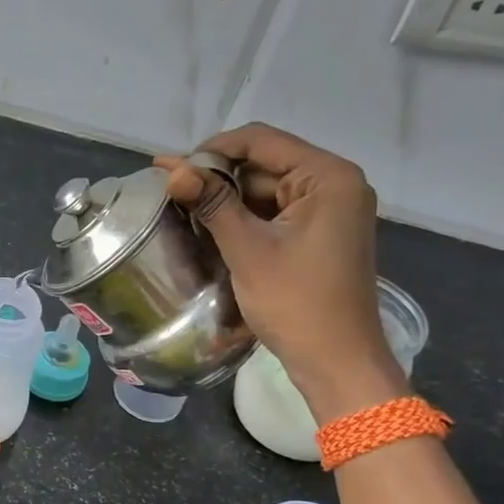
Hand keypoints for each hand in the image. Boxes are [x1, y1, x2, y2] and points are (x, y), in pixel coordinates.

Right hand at [154, 125, 403, 419]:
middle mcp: (334, 184)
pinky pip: (274, 214)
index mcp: (327, 177)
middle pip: (264, 164)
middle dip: (216, 177)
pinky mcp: (318, 236)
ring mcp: (328, 211)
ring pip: (265, 191)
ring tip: (180, 207)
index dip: (212, 150)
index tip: (170, 170)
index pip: (262, 141)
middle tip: (167, 189)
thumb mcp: (249, 250)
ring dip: (225, 200)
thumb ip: (212, 204)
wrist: (336, 362)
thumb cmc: (296, 303)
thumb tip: (172, 170)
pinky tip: (208, 227)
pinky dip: (243, 219)